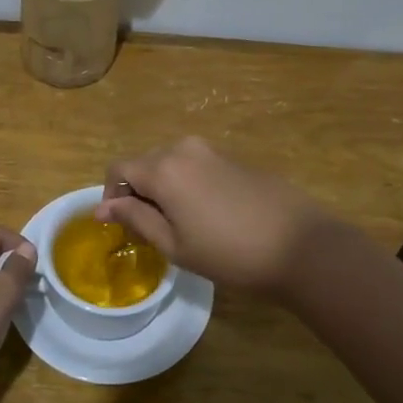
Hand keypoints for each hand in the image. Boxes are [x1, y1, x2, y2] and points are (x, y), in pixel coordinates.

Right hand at [97, 137, 335, 298]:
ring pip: (170, 163)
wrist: (300, 245)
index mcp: (163, 168)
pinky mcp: (234, 158)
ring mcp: (212, 150)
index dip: (111, 195)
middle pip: (144, 163)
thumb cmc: (230, 253)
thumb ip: (136, 218)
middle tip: (151, 230)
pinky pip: (195, 165)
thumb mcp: (175, 245)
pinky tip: (209, 215)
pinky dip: (188, 184)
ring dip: (164, 188)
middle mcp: (183, 149)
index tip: (122, 224)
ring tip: (181, 224)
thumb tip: (102, 207)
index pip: (118, 169)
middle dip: (138, 192)